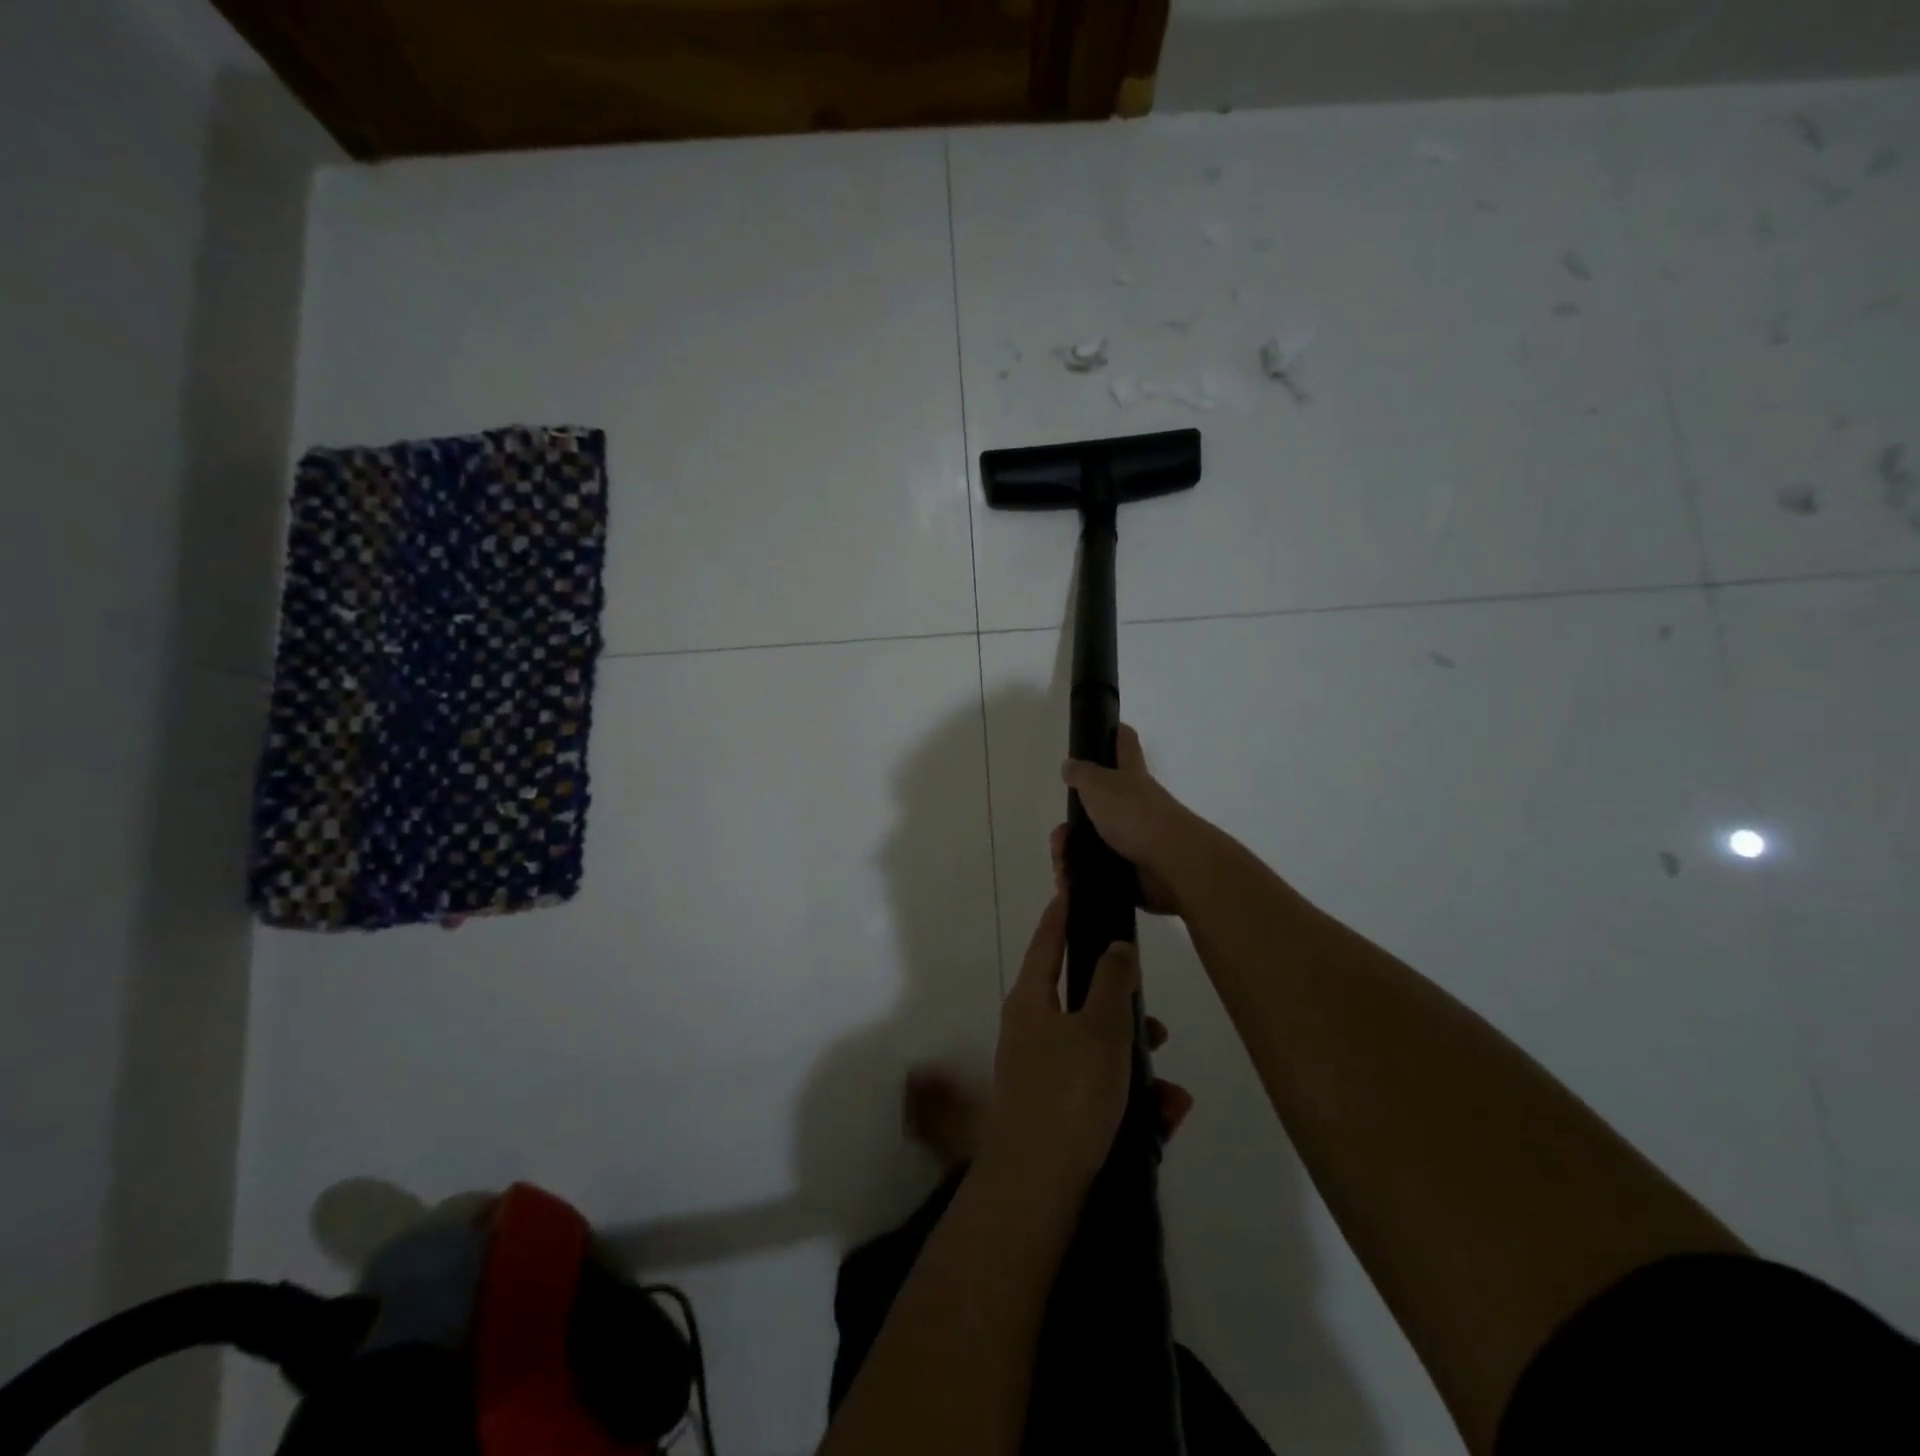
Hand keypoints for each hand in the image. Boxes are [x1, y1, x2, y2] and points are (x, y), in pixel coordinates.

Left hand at [984, 896, 1192, 1194]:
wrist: (1036, 1186)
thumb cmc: (1069, 1092)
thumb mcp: (1100, 1029)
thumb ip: (1111, 981)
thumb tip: (1115, 945)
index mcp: (1031, 999)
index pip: (1046, 941)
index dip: (1061, 914)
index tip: (1073, 889)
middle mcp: (1030, 1029)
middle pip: (1079, 999)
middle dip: (1123, 1009)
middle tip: (1156, 1021)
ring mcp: (1040, 1070)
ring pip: (1097, 1048)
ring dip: (1136, 1062)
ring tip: (1171, 1090)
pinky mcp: (1055, 1107)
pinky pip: (1099, 1087)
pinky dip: (1130, 1096)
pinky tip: (1165, 1117)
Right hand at [1057, 725, 1198, 914]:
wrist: (1172, 864)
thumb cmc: (1134, 815)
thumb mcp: (1099, 785)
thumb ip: (1082, 773)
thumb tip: (1070, 765)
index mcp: (1131, 775)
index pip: (1125, 743)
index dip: (1116, 733)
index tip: (1107, 728)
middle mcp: (1137, 802)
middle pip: (1103, 802)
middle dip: (1075, 822)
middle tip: (1059, 838)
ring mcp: (1139, 837)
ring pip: (1097, 841)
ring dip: (1074, 855)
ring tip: (1063, 869)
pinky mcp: (1137, 869)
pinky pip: (1103, 871)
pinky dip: (1085, 878)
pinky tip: (1072, 885)